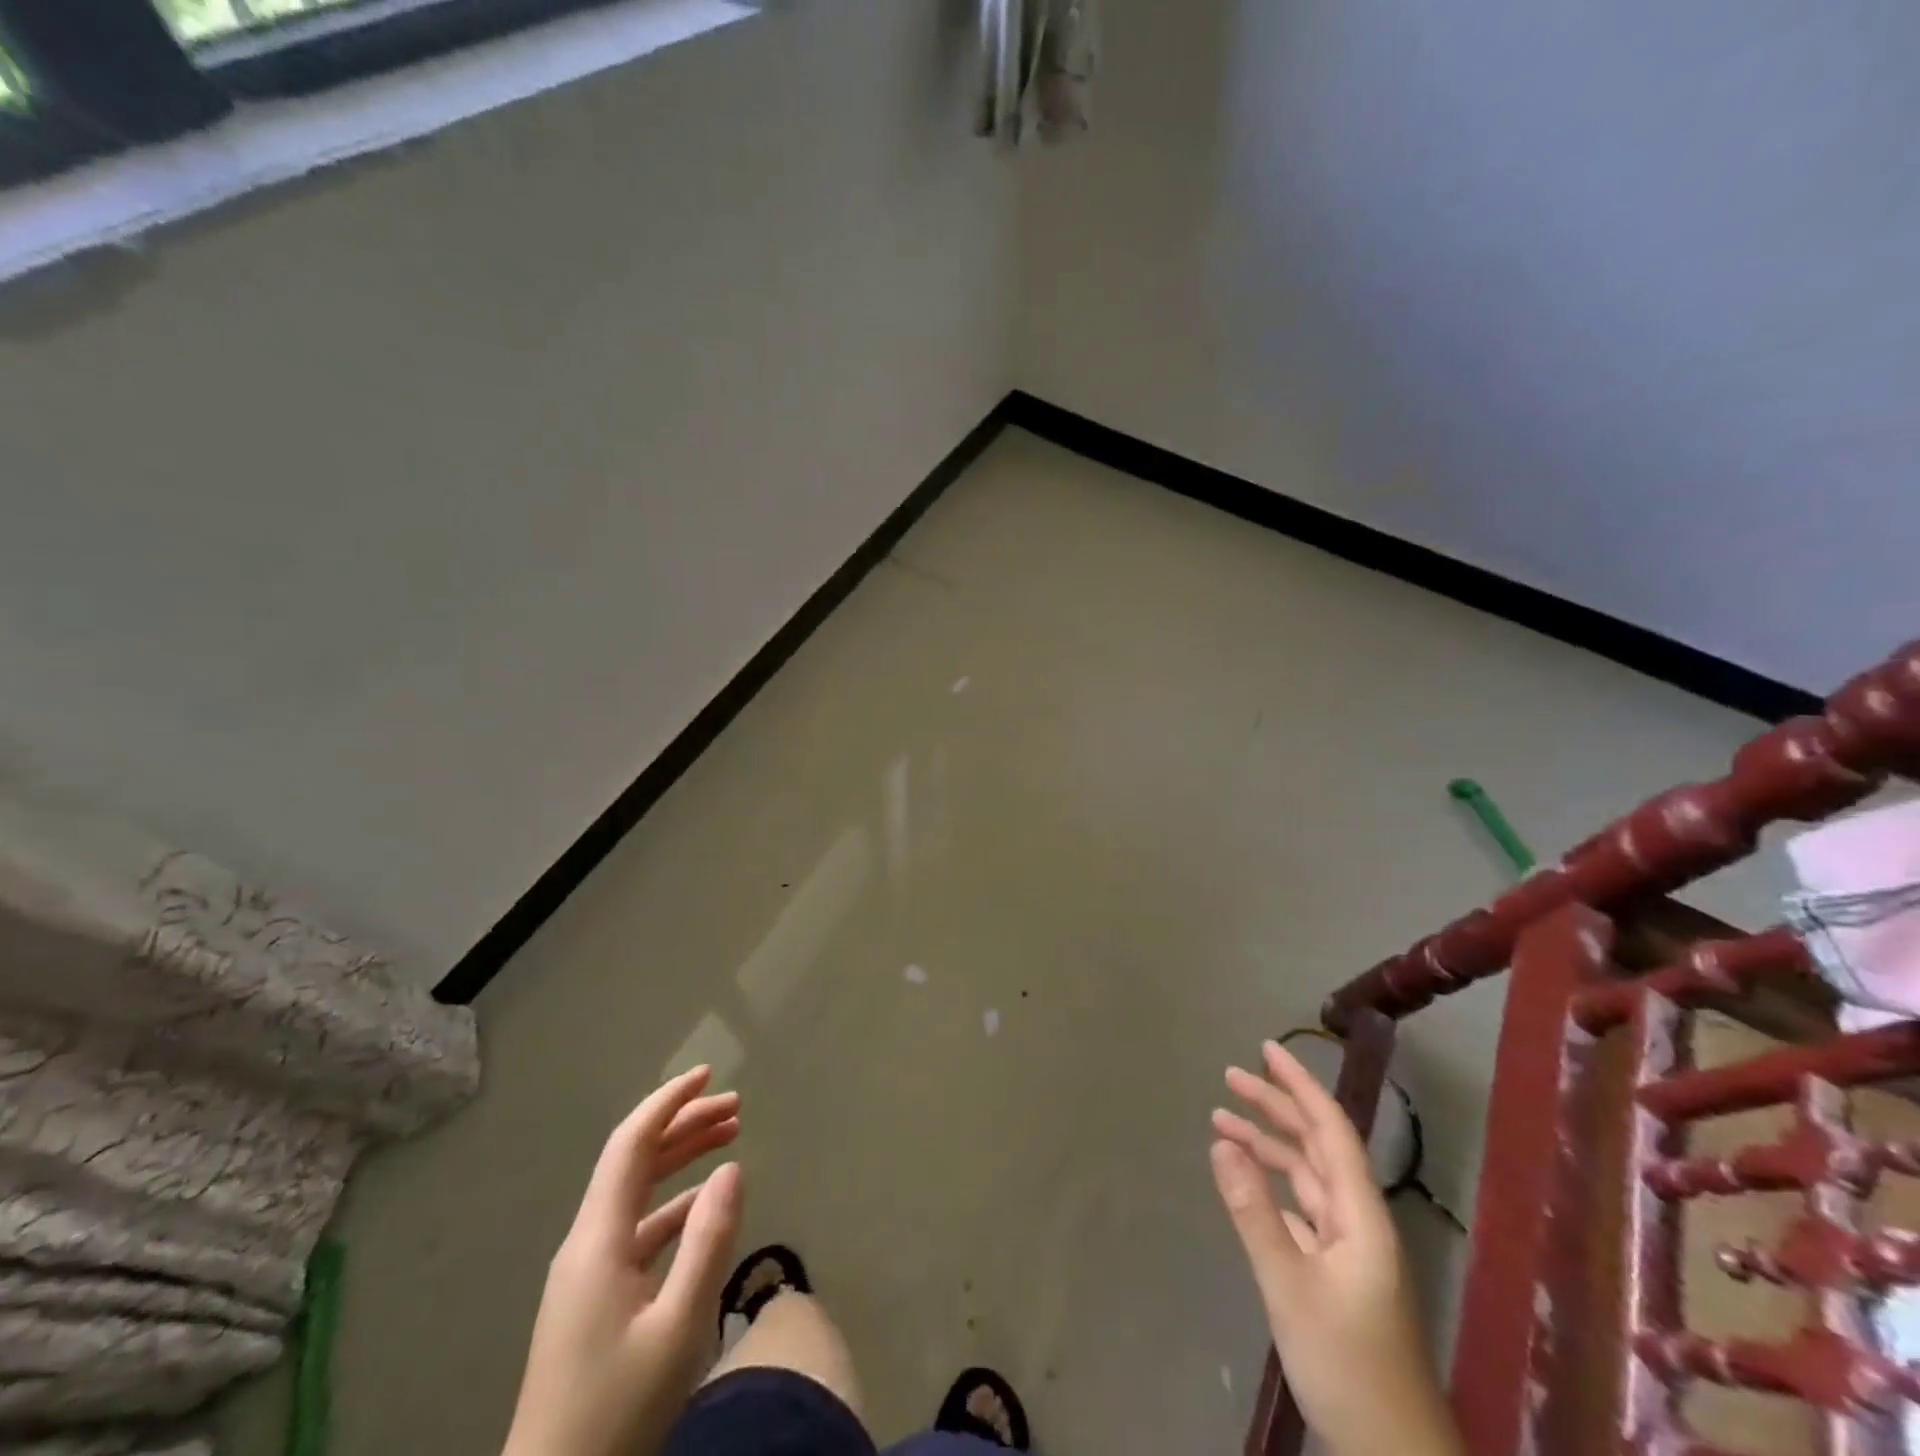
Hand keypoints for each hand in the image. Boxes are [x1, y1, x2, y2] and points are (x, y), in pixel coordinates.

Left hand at [504, 1066, 743, 1455]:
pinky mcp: (594, 1299)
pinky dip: (675, 1204)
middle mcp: (587, 1243)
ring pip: (638, 1192)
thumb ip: (709, 1240)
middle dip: (685, 1125)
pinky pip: (638, 1228)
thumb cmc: (616, 1413)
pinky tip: (706, 1206)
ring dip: (682, 1160)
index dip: (669, 1102)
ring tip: (730, 1138)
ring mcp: (587, 1273)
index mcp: (597, 1239)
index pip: (631, 1144)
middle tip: (737, 1107)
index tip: (708, 1075)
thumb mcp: (678, 1327)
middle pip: (636, 1160)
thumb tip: (732, 1168)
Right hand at [1210, 1041, 1461, 1455]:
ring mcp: (1349, 1247)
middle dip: (1276, 1105)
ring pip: (1306, 1175)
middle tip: (1230, 1076)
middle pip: (1317, 1145)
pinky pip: (1301, 1206)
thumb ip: (1253, 1211)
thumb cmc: (1346, 1363)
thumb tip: (1221, 1142)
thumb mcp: (1289, 1284)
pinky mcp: (1336, 1270)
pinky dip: (1272, 1184)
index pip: (1331, 1130)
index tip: (1266, 1050)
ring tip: (1222, 1119)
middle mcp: (1358, 1219)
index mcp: (1360, 1214)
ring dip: (1268, 1144)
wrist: (1392, 1449)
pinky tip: (1245, 1179)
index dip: (1300, 1085)